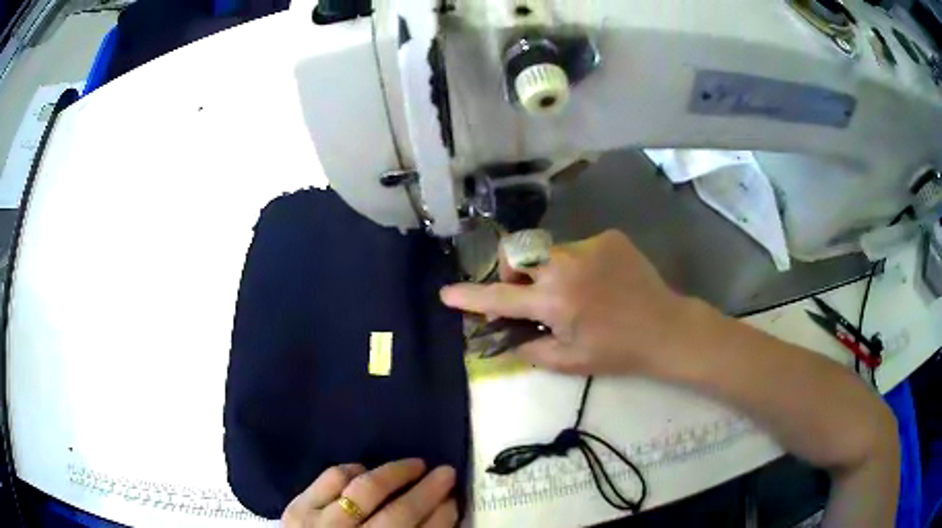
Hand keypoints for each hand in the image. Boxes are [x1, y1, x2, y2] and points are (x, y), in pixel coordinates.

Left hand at [281, 459, 457, 526]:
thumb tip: (442, 513)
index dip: (443, 517)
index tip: (457, 499)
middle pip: (399, 513)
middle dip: (428, 491)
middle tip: (447, 472)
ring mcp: (320, 524)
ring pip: (364, 489)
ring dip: (394, 473)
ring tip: (415, 464)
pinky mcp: (297, 508)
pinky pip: (330, 478)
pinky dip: (351, 470)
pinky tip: (366, 470)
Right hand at [441, 230, 690, 375]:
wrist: (666, 328)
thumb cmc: (617, 352)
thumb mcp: (569, 362)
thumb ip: (529, 348)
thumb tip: (504, 336)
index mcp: (555, 300)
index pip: (500, 296)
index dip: (469, 296)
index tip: (446, 293)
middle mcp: (566, 265)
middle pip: (517, 253)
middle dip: (513, 273)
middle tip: (530, 295)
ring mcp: (590, 246)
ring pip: (548, 250)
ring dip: (548, 270)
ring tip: (575, 292)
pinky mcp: (609, 237)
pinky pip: (577, 247)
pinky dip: (577, 264)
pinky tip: (599, 282)